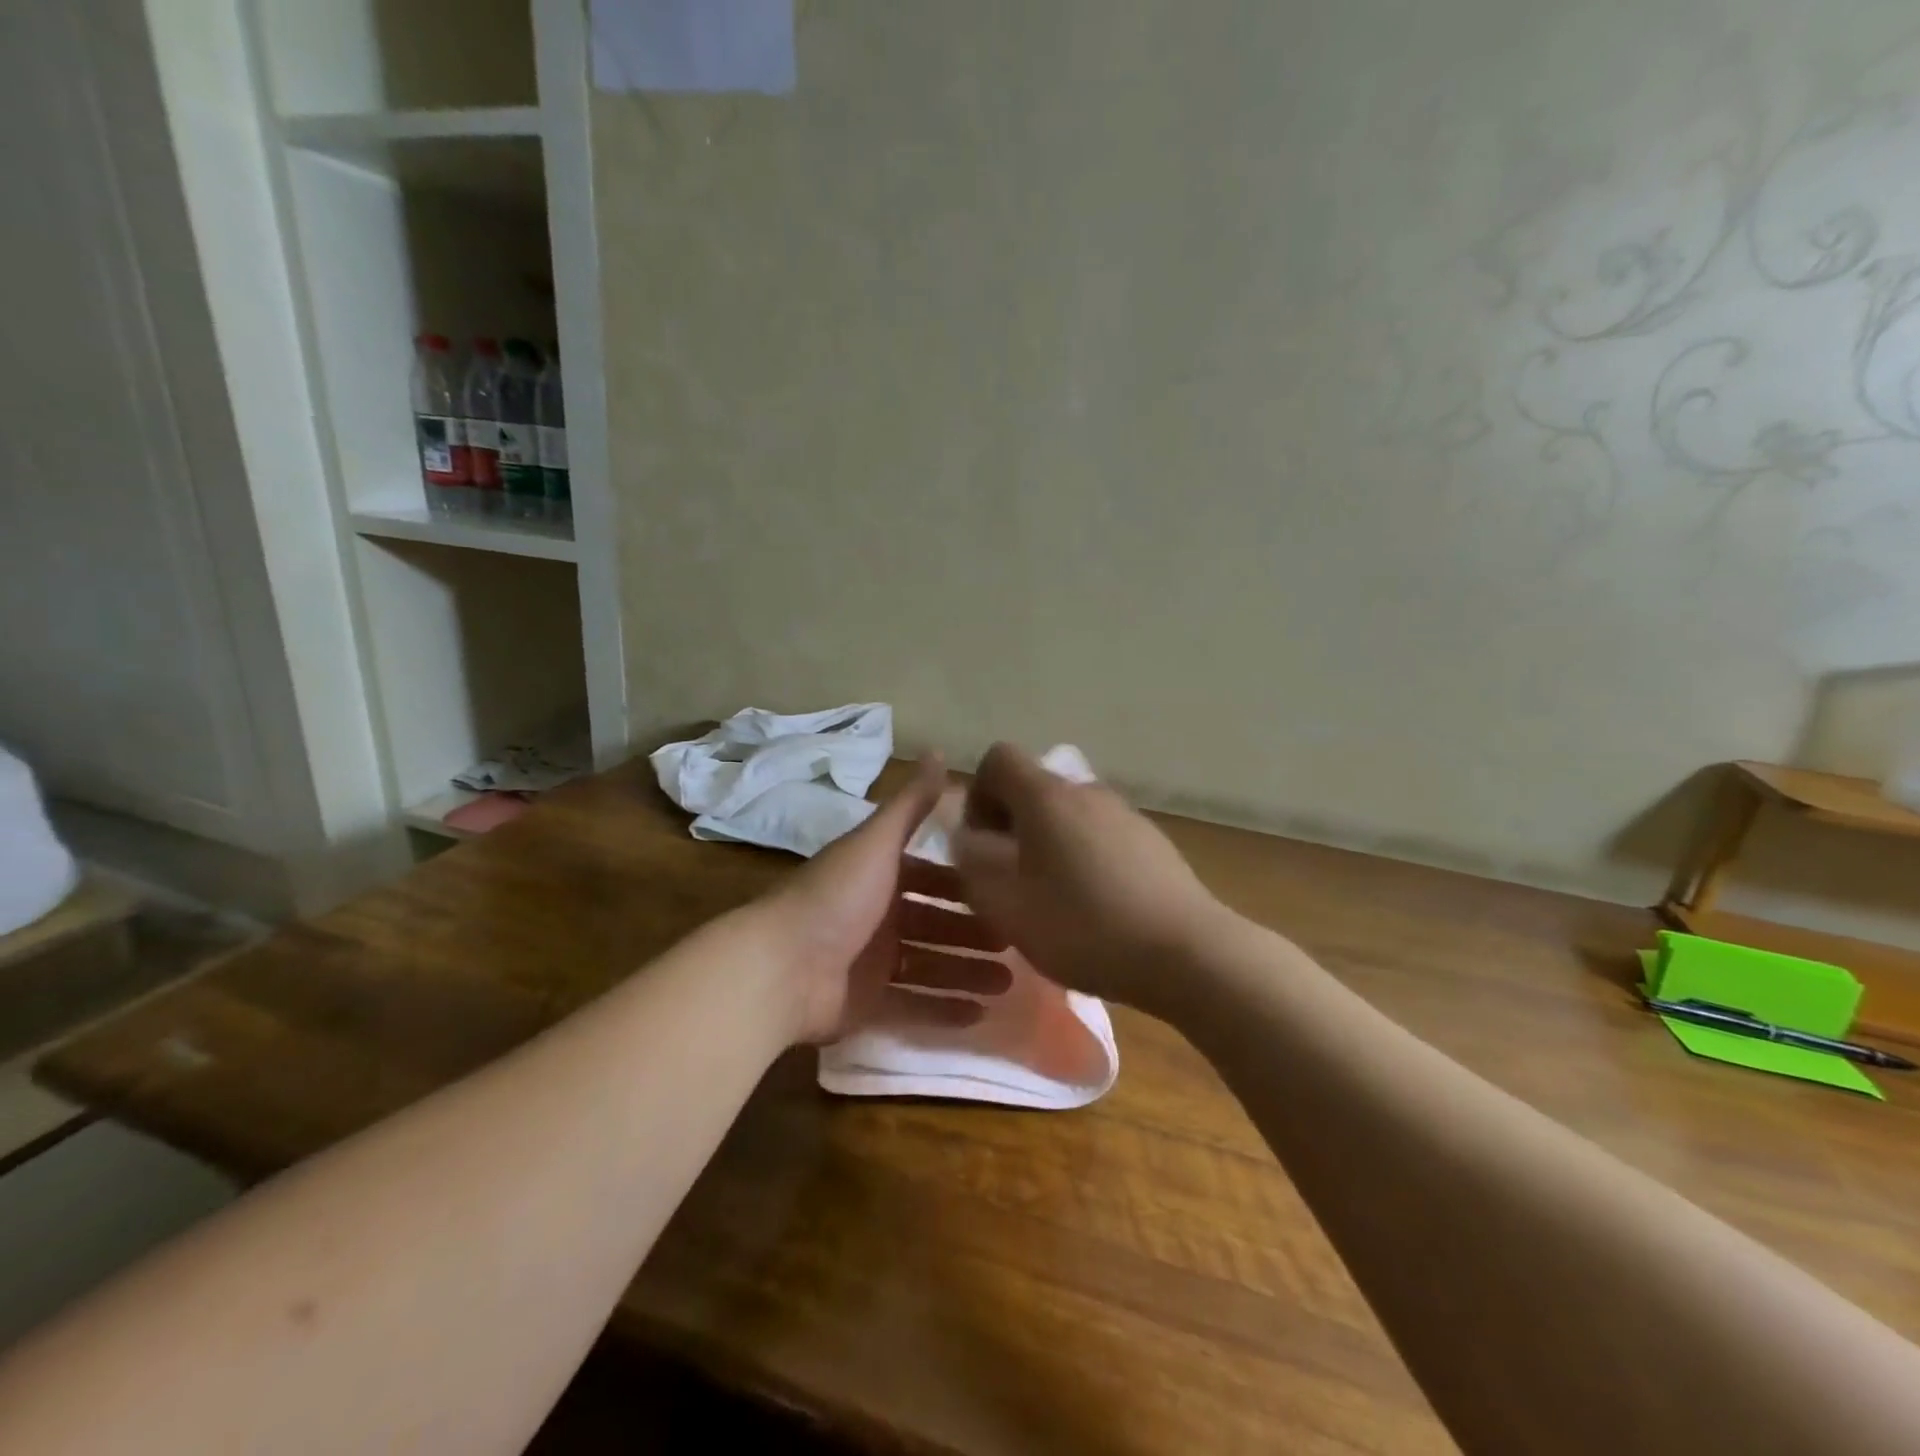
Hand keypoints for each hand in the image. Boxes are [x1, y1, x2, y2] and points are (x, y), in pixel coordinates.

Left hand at [762, 756, 1011, 1044]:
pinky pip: (913, 1006)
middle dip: (973, 932)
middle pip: (935, 923)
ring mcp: (870, 963)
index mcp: (877, 876)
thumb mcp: (877, 842)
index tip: (1006, 890)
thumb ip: (911, 803)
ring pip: (930, 966)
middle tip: (1016, 943)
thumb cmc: (837, 897)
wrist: (781, 967)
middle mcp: (876, 916)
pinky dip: (944, 1009)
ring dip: (967, 972)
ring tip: (1009, 983)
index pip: (930, 876)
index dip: (964, 884)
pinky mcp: (867, 1004)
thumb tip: (940, 751)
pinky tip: (981, 1015)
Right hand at [951, 743, 1225, 1015]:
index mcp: (1046, 797)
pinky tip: (1096, 908)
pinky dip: (1084, 858)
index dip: (978, 794)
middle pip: (1034, 789)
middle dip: (1011, 827)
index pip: (998, 759)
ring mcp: (1125, 814)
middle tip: (1011, 880)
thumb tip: (966, 835)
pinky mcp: (1152, 841)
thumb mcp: (1006, 904)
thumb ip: (972, 863)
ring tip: (1053, 900)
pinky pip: (1101, 836)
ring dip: (1048, 846)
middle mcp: (1087, 791)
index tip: (982, 843)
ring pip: (1068, 816)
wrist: (1187, 953)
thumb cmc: (1084, 926)